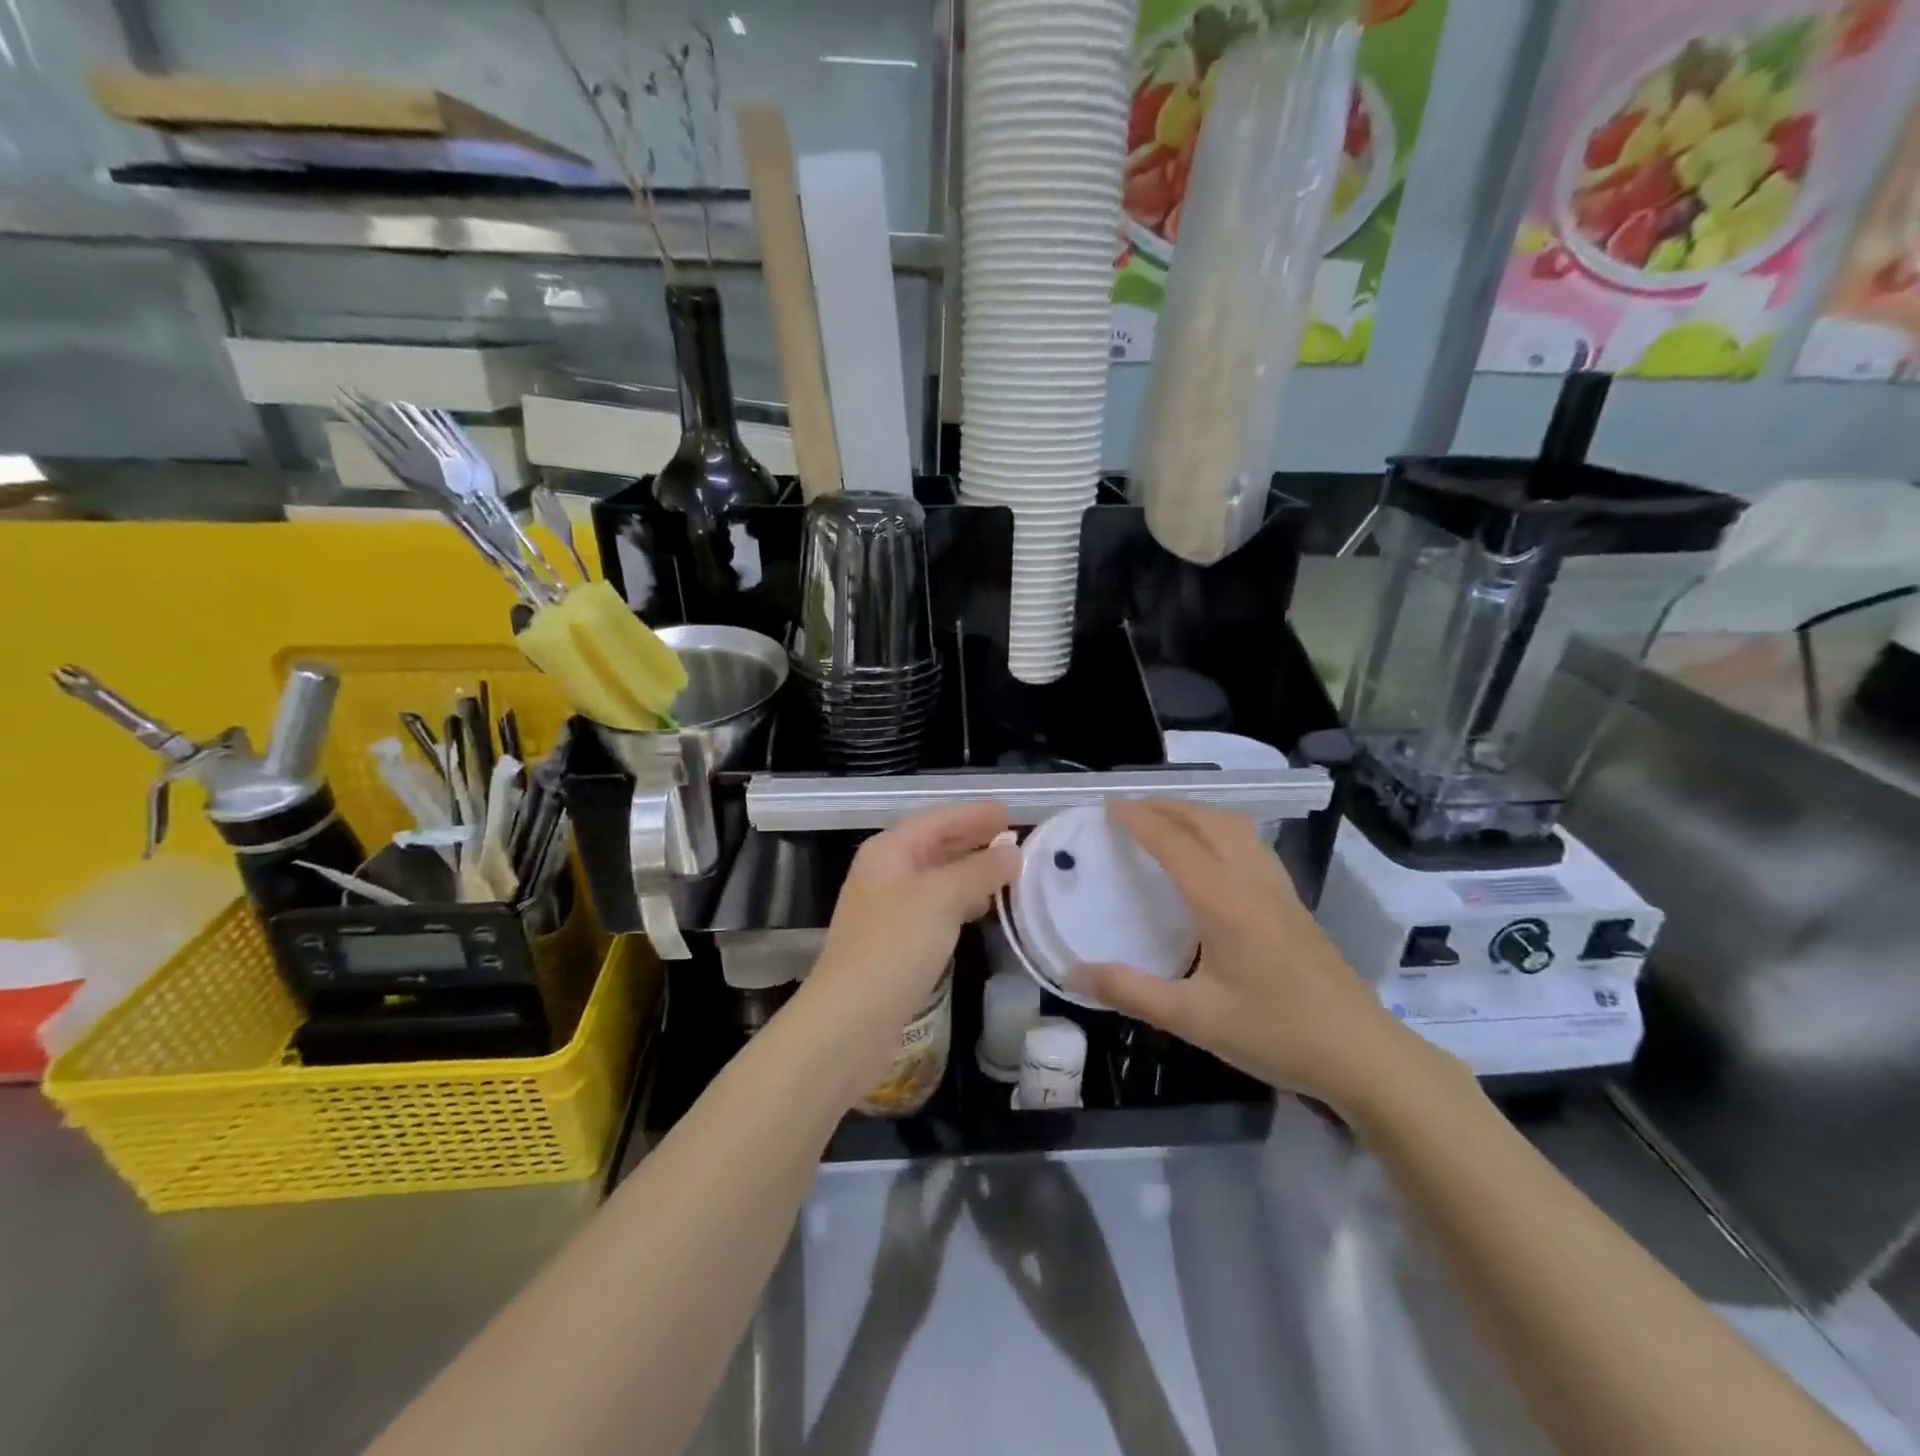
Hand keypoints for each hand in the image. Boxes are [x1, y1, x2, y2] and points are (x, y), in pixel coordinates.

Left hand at [796, 802, 1018, 1091]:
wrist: (850, 1020)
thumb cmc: (894, 946)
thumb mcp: (942, 899)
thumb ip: (979, 871)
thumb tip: (1012, 852)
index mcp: (888, 851)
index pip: (937, 820)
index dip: (972, 815)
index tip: (1008, 811)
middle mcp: (885, 873)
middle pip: (934, 845)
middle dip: (972, 839)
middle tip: (1013, 836)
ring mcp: (888, 909)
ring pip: (936, 878)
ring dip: (970, 871)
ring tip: (1007, 869)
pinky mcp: (895, 942)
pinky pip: (935, 907)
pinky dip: (961, 901)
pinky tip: (982, 909)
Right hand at [1068, 800, 1420, 1110]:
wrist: (1363, 1054)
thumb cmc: (1276, 1033)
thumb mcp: (1194, 1019)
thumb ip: (1130, 991)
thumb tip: (1073, 973)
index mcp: (1224, 901)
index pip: (1174, 842)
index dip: (1140, 819)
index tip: (1109, 808)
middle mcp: (1252, 882)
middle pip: (1207, 821)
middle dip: (1166, 806)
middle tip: (1130, 810)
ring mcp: (1279, 889)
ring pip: (1235, 827)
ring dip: (1197, 813)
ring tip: (1166, 822)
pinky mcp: (1294, 903)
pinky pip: (1252, 844)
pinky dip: (1221, 830)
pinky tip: (1214, 855)